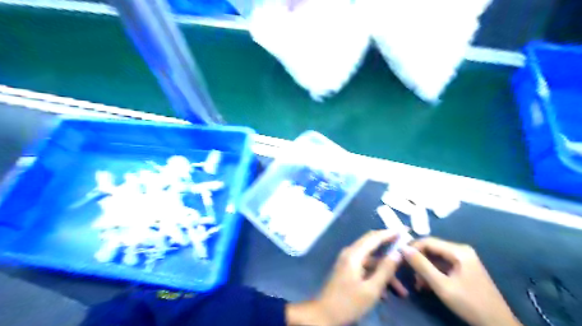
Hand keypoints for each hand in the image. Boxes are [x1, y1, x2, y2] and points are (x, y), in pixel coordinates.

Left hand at [286, 231, 405, 324]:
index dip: (389, 233)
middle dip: (391, 250)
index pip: (374, 237)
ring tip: (402, 290)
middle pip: (373, 246)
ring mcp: (348, 262)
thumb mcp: (371, 289)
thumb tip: (397, 253)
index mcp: (354, 254)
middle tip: (408, 251)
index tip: (404, 230)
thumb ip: (385, 270)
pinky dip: (376, 277)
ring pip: (371, 262)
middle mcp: (350, 253)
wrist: (324, 314)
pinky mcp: (348, 270)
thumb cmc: (348, 302)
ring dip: (385, 273)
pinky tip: (386, 294)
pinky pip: (365, 269)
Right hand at [403, 236, 519, 325]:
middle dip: (419, 261)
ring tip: (418, 284)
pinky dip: (433, 273)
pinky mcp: (463, 267)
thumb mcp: (442, 285)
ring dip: (424, 269)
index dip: (412, 248)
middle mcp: (461, 250)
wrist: (497, 324)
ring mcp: (463, 259)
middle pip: (431, 249)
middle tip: (410, 275)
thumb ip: (421, 265)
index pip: (428, 241)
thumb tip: (402, 248)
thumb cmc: (470, 304)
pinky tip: (427, 284)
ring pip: (435, 257)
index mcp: (458, 251)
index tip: (400, 259)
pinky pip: (442, 265)